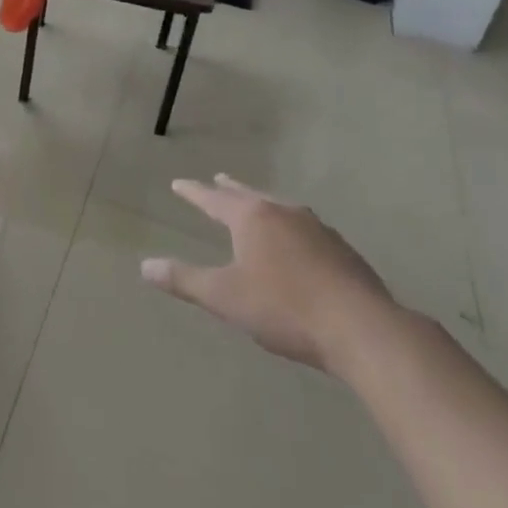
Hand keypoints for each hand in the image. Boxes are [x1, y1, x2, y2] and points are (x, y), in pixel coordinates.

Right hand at [140, 174, 396, 372]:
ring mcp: (317, 229)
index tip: (178, 183)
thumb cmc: (284, 308)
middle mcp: (283, 213)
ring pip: (282, 208)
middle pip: (250, 195)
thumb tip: (145, 266)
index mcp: (251, 217)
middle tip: (219, 179)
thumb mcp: (225, 297)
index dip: (194, 193)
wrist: (362, 328)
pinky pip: (306, 229)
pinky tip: (299, 244)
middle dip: (231, 189)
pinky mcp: (343, 251)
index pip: (213, 199)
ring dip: (264, 205)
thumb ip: (184, 280)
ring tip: (259, 207)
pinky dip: (292, 228)